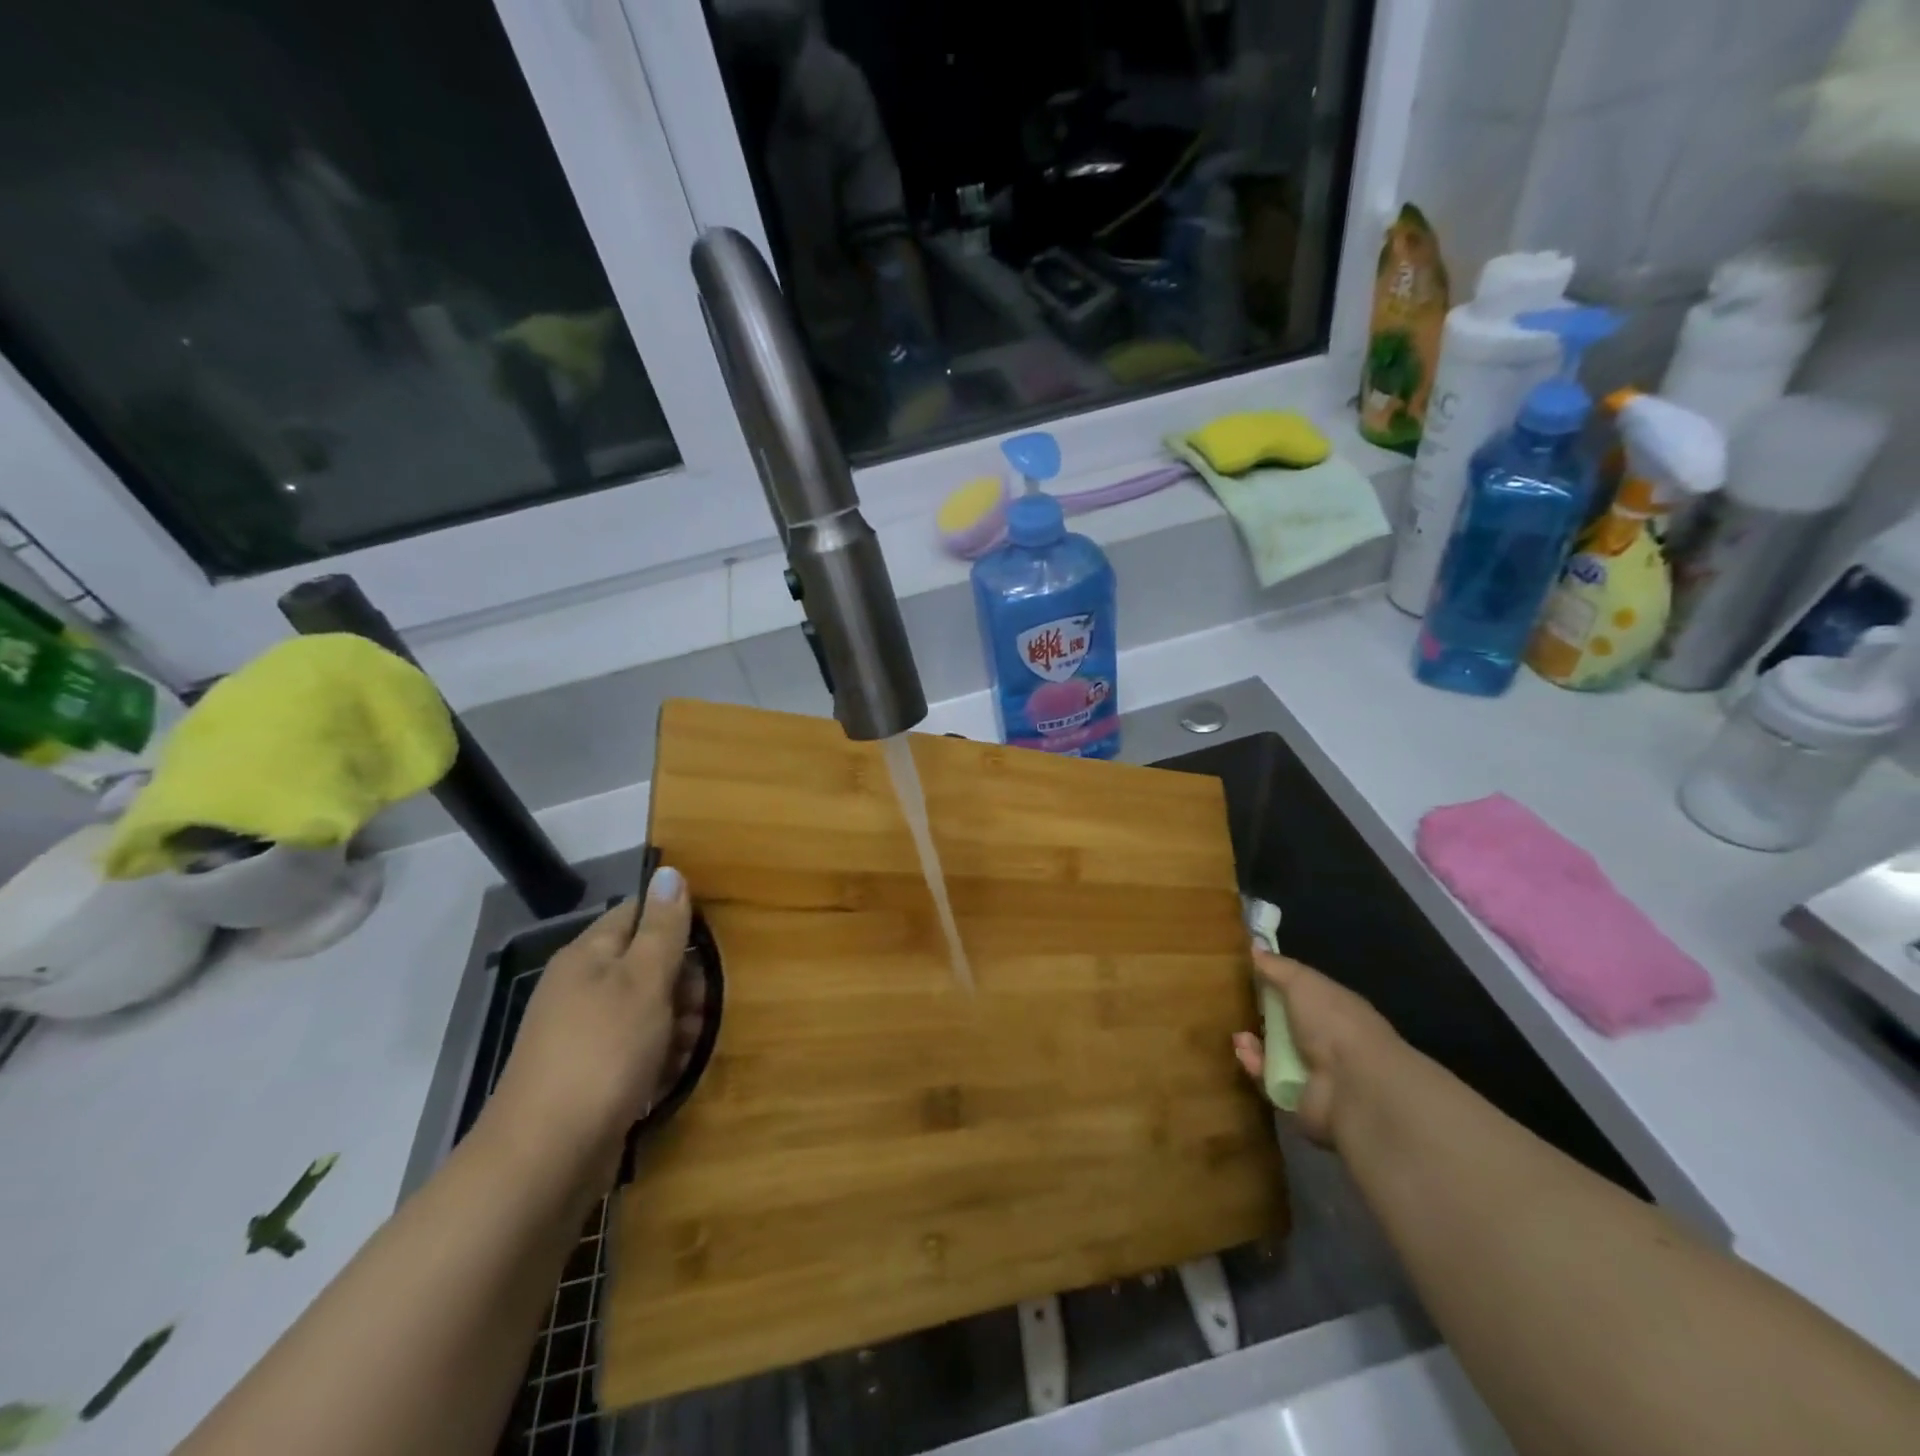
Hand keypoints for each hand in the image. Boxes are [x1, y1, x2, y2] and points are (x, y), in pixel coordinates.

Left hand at [486, 868, 701, 1189]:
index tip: (708, 949)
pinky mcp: (592, 1076)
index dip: (676, 924)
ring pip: (648, 1011)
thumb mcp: (643, 980)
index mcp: (589, 956)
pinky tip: (669, 1076)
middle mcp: (582, 989)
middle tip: (700, 1008)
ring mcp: (584, 1035)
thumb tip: (669, 871)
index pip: (638, 914)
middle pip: (648, 964)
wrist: (546, 1158)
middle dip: (683, 984)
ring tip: (687, 1047)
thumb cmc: (603, 1052)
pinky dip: (658, 1058)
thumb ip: (663, 928)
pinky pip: (637, 1051)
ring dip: (677, 1024)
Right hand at [1232, 946, 1402, 1147]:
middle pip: (1285, 1026)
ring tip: (1240, 1036)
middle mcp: (1327, 1041)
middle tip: (1237, 1007)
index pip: (1302, 995)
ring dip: (1253, 1044)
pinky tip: (1246, 1053)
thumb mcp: (1303, 981)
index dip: (1276, 986)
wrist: (1354, 1085)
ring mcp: (1315, 1073)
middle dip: (1259, 1016)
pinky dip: (1255, 1067)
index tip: (1249, 977)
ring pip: (1273, 1054)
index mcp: (1335, 1009)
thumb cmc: (1333, 1022)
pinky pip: (1268, 1080)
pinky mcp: (1299, 1101)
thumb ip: (1278, 966)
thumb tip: (1255, 946)